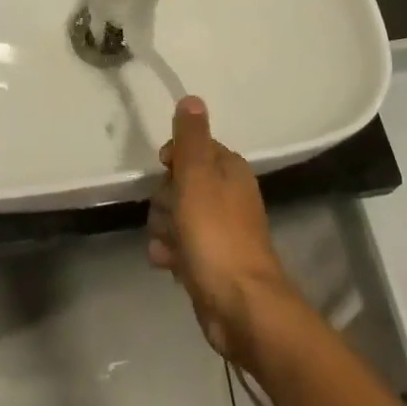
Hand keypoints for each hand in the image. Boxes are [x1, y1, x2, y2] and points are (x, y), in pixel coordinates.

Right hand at [148, 96, 296, 362]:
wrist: (241, 307)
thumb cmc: (216, 235)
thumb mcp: (197, 178)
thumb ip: (191, 138)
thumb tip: (192, 98)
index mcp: (230, 169)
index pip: (193, 148)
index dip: (173, 160)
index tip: (165, 172)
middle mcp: (228, 195)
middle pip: (180, 184)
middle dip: (165, 201)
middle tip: (171, 217)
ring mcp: (221, 230)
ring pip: (177, 216)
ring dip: (165, 230)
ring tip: (170, 247)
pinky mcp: (212, 261)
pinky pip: (181, 246)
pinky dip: (172, 253)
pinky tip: (168, 265)